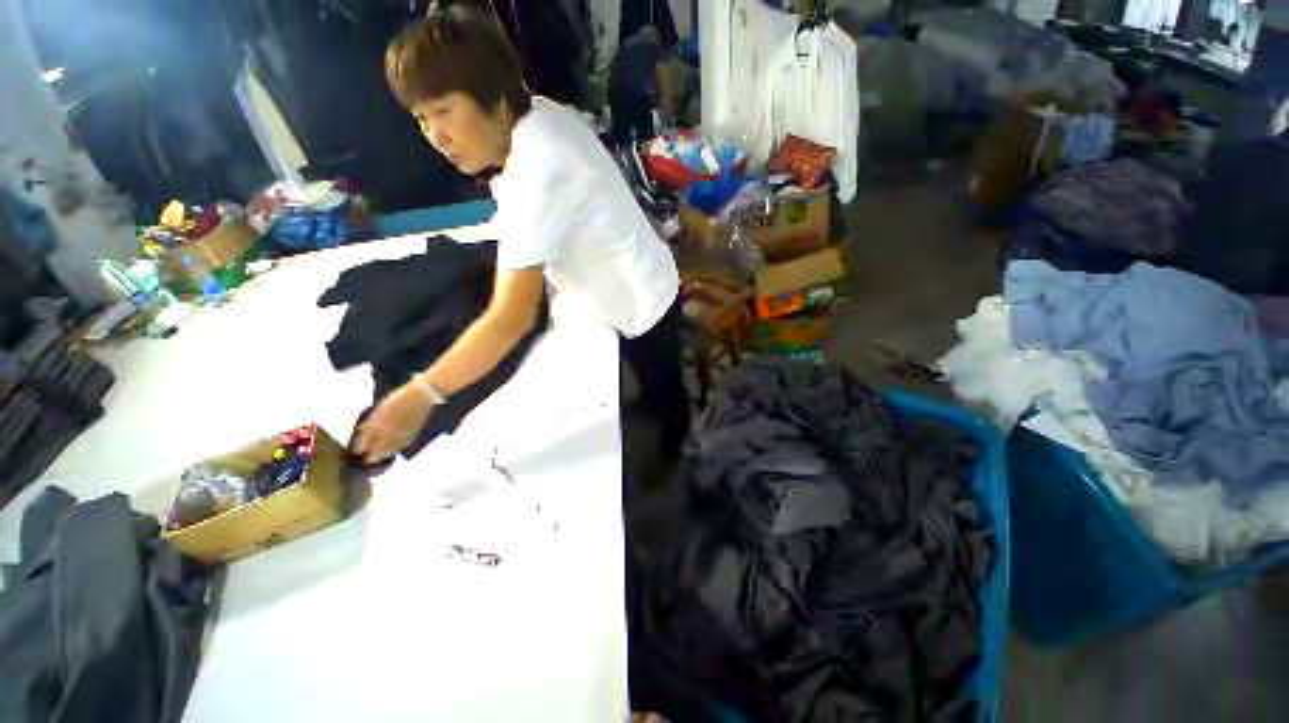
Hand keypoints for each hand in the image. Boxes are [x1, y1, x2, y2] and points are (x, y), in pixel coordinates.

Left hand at [354, 383, 434, 464]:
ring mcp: (403, 433)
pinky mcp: (414, 432)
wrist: (422, 395)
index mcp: (380, 423)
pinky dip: (399, 448)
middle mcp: (391, 431)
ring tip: (381, 458)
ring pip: (393, 448)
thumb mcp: (382, 406)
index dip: (362, 446)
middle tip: (368, 461)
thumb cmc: (399, 397)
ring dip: (386, 454)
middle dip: (373, 455)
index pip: (368, 439)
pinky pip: (404, 444)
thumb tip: (363, 430)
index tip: (357, 452)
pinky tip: (397, 449)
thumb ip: (372, 420)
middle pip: (380, 447)